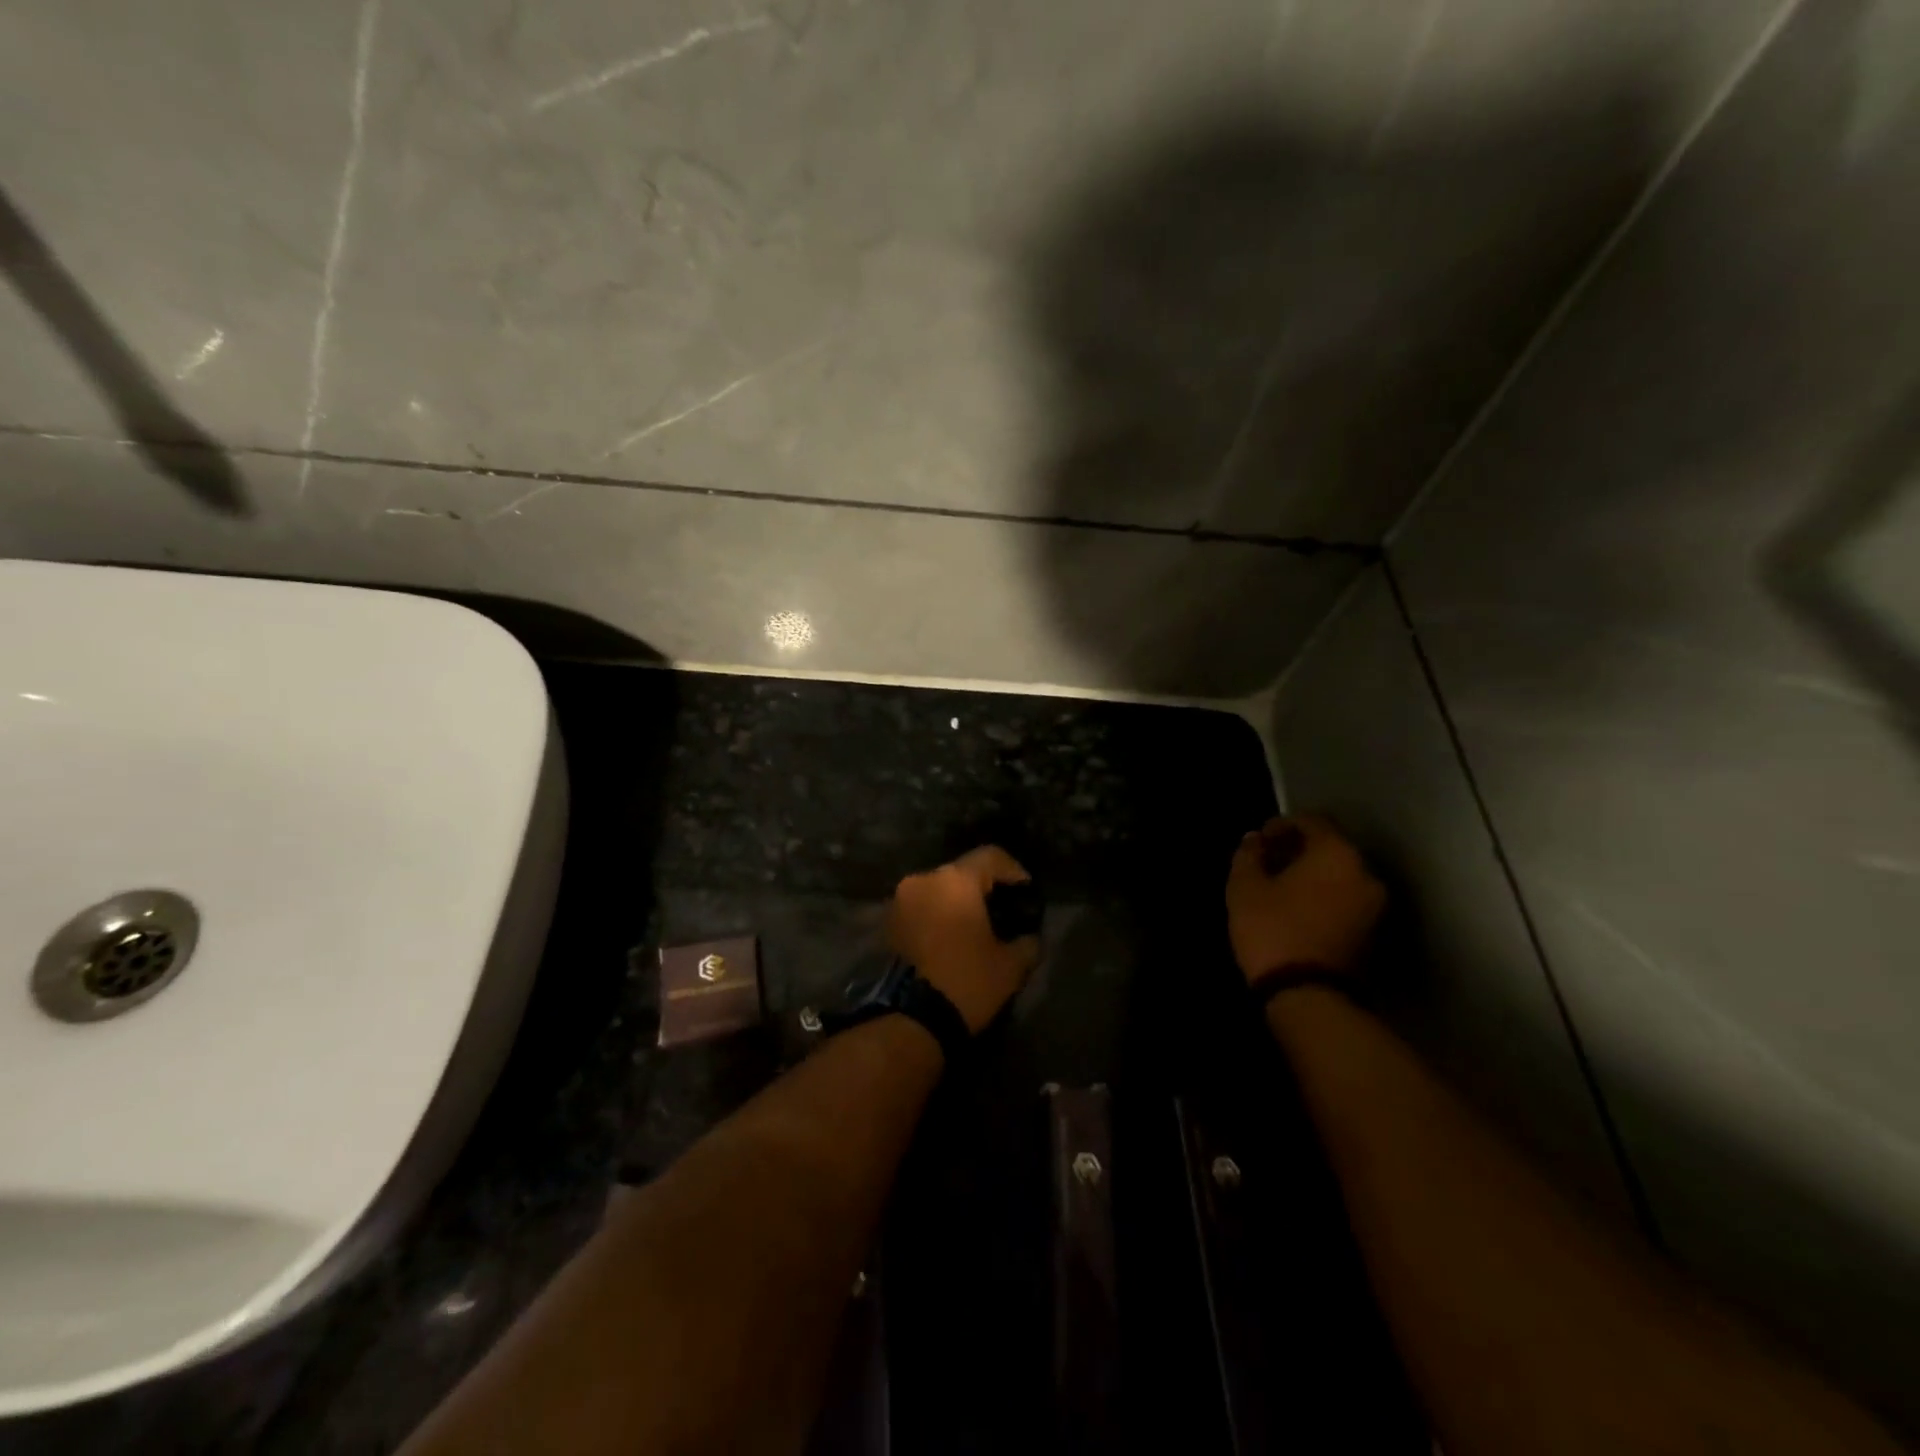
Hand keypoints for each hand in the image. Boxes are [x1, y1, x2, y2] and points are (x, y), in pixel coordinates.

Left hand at [889, 846, 1040, 1033]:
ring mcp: (900, 899)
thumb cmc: (966, 982)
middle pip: (962, 871)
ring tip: (975, 928)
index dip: (1014, 870)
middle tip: (1003, 912)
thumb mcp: (1010, 966)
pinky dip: (937, 915)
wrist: (909, 1020)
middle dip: (984, 888)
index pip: (991, 856)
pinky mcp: (887, 922)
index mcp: (956, 880)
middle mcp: (924, 879)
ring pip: (939, 889)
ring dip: (957, 902)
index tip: (1027, 893)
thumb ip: (1026, 942)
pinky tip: (951, 939)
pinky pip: (921, 907)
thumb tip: (1030, 937)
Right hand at [1226, 814, 1384, 984]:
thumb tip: (1254, 840)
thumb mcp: (1245, 888)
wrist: (1309, 995)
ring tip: (1280, 887)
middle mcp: (1365, 872)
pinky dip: (1323, 895)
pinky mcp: (1373, 931)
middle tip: (1268, 861)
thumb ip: (1248, 855)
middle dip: (1298, 850)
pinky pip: (1345, 898)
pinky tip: (1297, 907)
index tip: (1260, 838)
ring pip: (1339, 875)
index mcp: (1336, 853)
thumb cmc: (1273, 929)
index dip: (1282, 824)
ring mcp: (1374, 904)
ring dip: (1312, 874)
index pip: (1312, 822)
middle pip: (1330, 847)